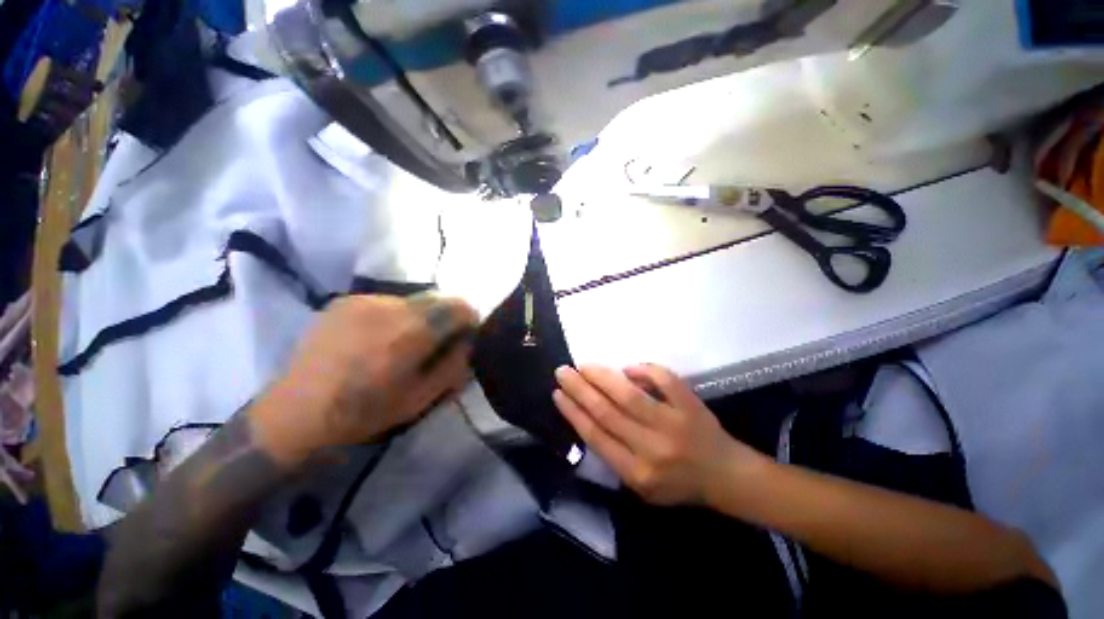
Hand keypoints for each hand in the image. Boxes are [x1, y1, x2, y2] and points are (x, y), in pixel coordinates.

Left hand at [252, 294, 477, 464]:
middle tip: (436, 341)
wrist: (295, 412)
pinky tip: (378, 338)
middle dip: (446, 317)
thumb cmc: (363, 412)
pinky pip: (387, 302)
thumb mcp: (421, 398)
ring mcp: (364, 300)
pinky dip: (395, 315)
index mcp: (411, 333)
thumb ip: (454, 366)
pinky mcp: (346, 300)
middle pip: (438, 298)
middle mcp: (390, 307)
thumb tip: (469, 342)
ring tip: (403, 342)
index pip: (458, 306)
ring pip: (413, 300)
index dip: (469, 319)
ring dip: (420, 316)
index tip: (466, 334)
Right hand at [553, 364, 768, 505]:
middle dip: (579, 389)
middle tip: (563, 372)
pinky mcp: (691, 406)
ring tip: (584, 366)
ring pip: (628, 395)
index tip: (557, 394)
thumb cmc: (678, 483)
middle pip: (606, 412)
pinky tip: (628, 367)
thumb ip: (614, 454)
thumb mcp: (640, 485)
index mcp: (637, 473)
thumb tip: (589, 412)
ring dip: (602, 376)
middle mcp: (652, 449)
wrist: (725, 476)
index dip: (573, 412)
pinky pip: (664, 380)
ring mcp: (673, 424)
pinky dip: (644, 370)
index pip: (596, 436)